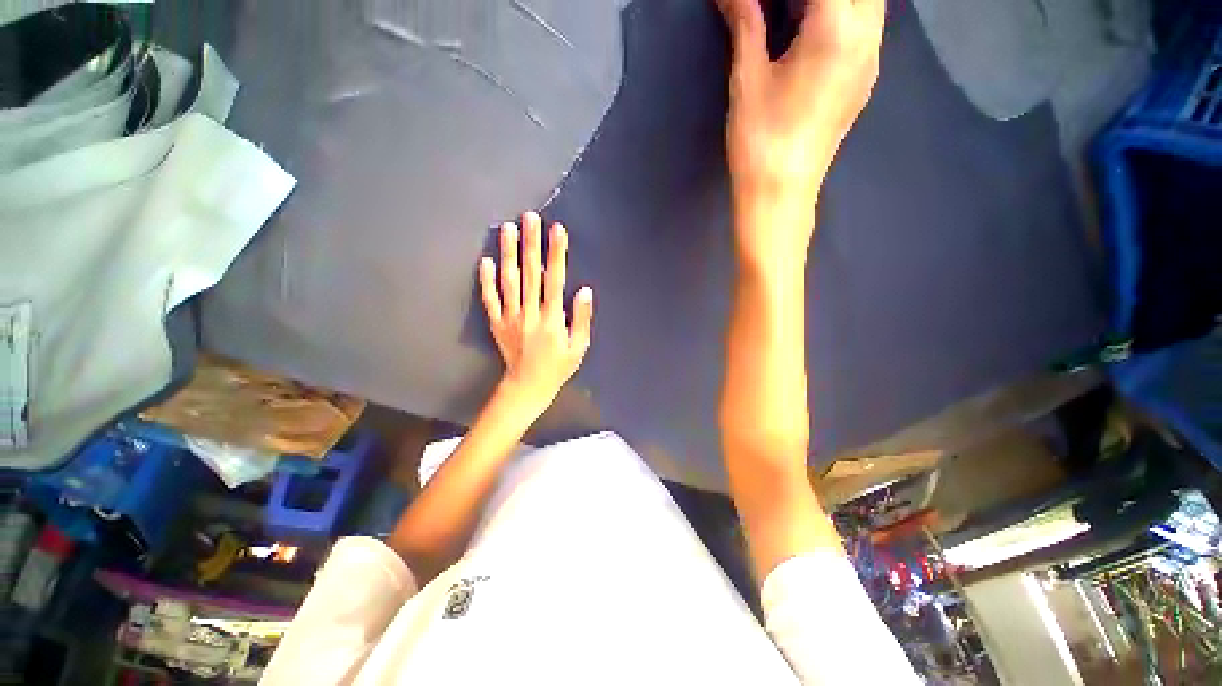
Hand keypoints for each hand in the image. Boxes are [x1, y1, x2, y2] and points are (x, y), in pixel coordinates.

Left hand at [479, 212, 593, 414]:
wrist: (527, 387)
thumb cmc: (557, 367)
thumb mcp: (579, 347)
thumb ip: (582, 319)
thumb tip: (584, 290)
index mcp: (552, 319)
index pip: (554, 280)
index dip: (556, 254)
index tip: (557, 230)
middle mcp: (529, 313)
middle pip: (530, 273)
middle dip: (531, 243)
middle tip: (529, 217)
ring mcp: (510, 317)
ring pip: (508, 281)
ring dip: (508, 253)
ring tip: (508, 229)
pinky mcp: (497, 323)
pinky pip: (490, 299)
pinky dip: (486, 280)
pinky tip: (486, 260)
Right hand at [717, 0, 884, 263]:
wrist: (779, 193)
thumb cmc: (759, 140)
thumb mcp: (747, 78)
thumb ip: (745, 20)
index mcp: (837, 28)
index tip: (765, 1)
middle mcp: (868, 36)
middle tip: (782, 9)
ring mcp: (872, 59)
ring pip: (870, 2)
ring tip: (795, 14)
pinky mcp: (865, 79)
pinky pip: (867, 25)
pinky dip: (844, 12)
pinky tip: (812, 29)